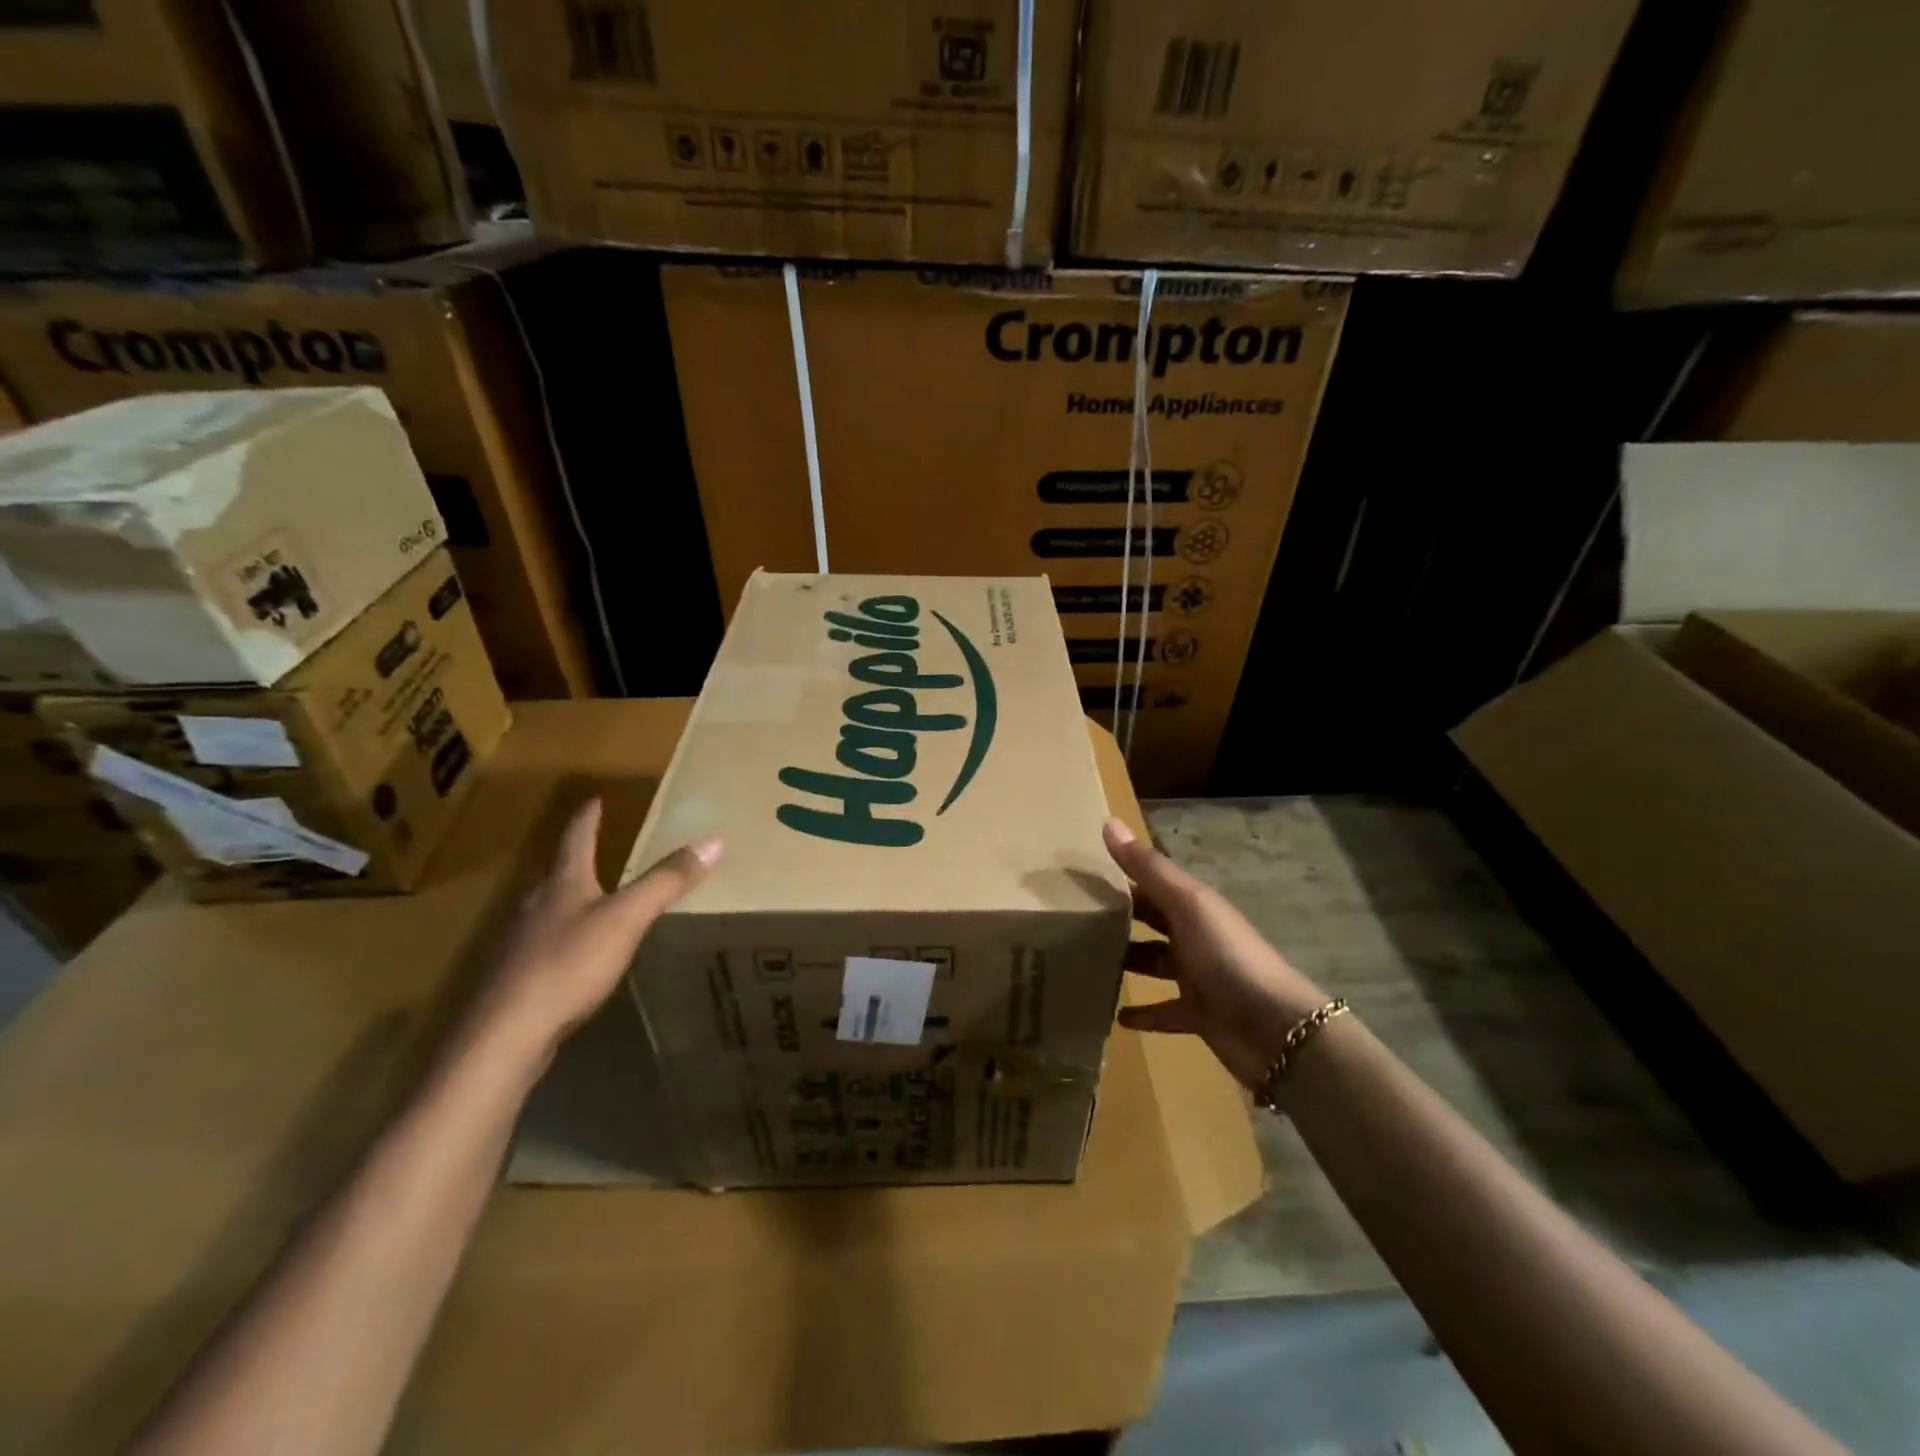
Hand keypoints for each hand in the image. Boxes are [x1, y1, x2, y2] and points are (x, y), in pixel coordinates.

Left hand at [461, 798, 721, 1066]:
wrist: (504, 1035)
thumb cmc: (568, 964)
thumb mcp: (627, 918)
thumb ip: (667, 881)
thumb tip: (714, 840)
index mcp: (562, 884)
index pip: (577, 839)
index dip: (588, 818)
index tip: (594, 799)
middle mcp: (535, 906)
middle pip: (558, 874)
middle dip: (578, 861)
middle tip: (600, 850)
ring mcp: (520, 944)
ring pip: (548, 911)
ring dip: (570, 901)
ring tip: (593, 901)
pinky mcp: (516, 980)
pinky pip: (545, 947)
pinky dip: (564, 940)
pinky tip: (577, 958)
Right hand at [1105, 817, 1327, 1088]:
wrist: (1275, 1029)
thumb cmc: (1227, 955)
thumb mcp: (1186, 904)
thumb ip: (1147, 868)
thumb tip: (1108, 821)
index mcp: (1194, 906)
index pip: (1151, 885)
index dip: (1121, 878)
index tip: (1079, 877)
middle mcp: (1195, 936)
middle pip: (1153, 922)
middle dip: (1122, 919)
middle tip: (1075, 921)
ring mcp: (1198, 977)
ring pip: (1155, 963)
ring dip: (1127, 962)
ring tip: (1086, 962)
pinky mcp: (1198, 1015)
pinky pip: (1163, 1010)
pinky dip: (1142, 1012)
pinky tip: (1116, 1016)